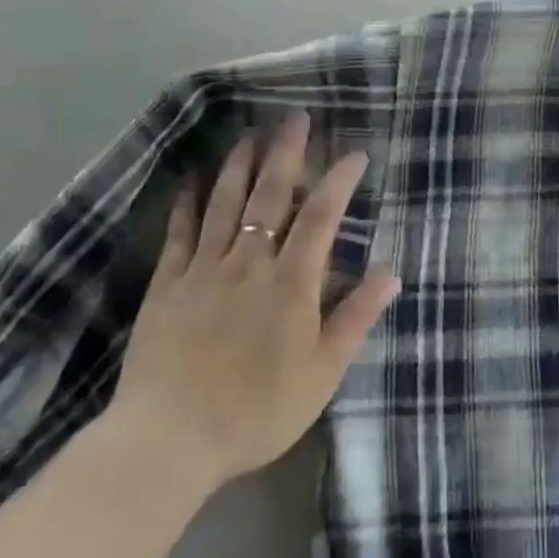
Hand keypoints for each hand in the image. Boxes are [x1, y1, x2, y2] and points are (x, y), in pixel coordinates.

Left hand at [109, 111, 399, 493]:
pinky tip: (192, 181)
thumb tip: (391, 272)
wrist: (168, 440)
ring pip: (224, 203)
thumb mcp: (323, 372)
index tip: (356, 154)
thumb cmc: (258, 410)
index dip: (340, 180)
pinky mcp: (167, 285)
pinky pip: (180, 232)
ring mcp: (204, 269)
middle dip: (286, 152)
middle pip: (270, 195)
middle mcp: (249, 262)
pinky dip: (188, 202)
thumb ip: (356, 317)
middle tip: (294, 117)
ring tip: (248, 133)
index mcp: (291, 282)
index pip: (321, 216)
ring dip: (239, 164)